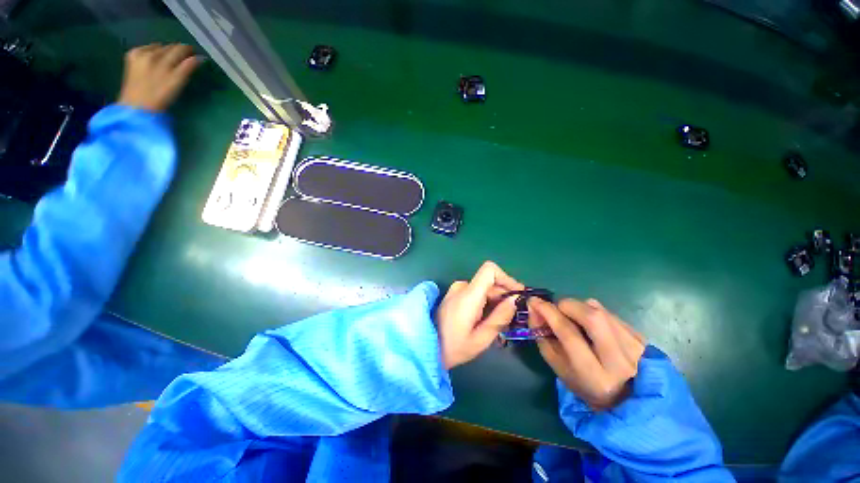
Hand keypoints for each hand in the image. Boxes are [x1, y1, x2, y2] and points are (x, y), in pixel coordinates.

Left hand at [117, 43, 199, 111]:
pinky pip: (145, 49)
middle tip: (184, 58)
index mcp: (164, 60)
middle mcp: (151, 53)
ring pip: (158, 47)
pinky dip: (151, 52)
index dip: (189, 51)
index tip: (195, 55)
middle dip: (177, 51)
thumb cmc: (160, 99)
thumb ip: (187, 68)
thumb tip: (199, 58)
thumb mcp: (177, 84)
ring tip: (169, 60)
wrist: (135, 108)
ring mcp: (139, 54)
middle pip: (168, 47)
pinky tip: (153, 60)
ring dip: (165, 51)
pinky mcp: (131, 57)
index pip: (180, 49)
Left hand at [436, 262, 523, 368]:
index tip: (517, 295)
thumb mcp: (481, 338)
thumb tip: (514, 300)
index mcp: (468, 295)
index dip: (506, 278)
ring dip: (496, 300)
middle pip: (489, 281)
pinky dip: (486, 301)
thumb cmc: (453, 347)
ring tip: (503, 320)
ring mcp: (456, 290)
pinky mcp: (454, 295)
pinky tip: (490, 318)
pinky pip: (475, 292)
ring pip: (483, 287)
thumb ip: (499, 317)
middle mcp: (462, 287)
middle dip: (504, 294)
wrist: (427, 348)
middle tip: (515, 315)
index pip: (489, 270)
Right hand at [530, 298, 645, 409]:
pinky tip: (591, 324)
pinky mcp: (641, 337)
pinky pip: (609, 312)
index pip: (569, 334)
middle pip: (591, 316)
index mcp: (594, 376)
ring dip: (579, 307)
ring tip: (573, 318)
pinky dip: (593, 311)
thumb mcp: (560, 370)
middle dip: (566, 305)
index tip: (534, 301)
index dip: (548, 313)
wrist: (632, 400)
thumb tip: (534, 310)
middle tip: (557, 309)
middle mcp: (619, 360)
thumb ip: (544, 339)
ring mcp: (635, 347)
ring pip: (600, 310)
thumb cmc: (587, 387)